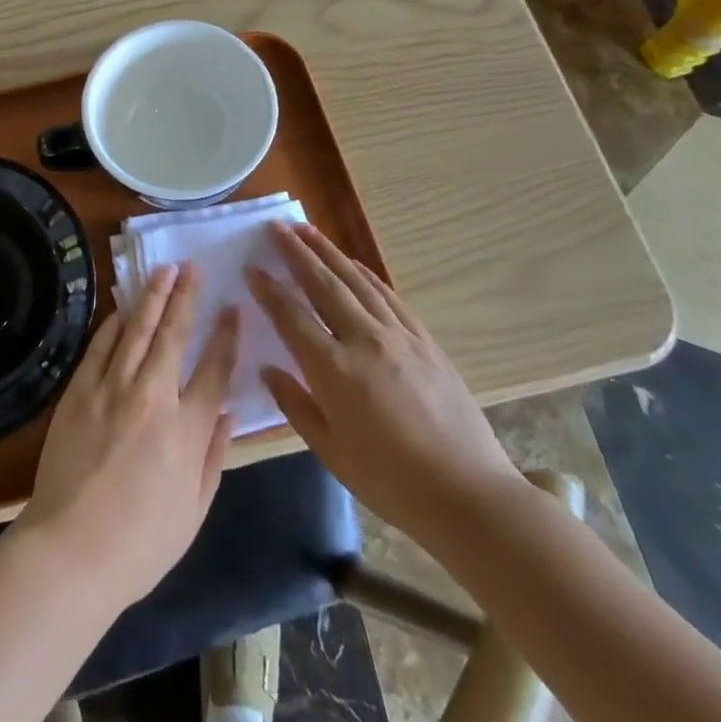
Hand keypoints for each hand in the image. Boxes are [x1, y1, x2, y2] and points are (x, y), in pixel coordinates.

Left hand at [16, 263, 239, 613]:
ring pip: (136, 330)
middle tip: (193, 267)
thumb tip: (228, 413)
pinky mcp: (79, 392)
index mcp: (186, 430)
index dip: (226, 335)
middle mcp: (153, 398)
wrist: (70, 551)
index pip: (214, 370)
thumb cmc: (140, 544)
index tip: (233, 308)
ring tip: (163, 270)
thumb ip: (213, 456)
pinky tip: (124, 308)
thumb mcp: (194, 511)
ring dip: (152, 296)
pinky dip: (114, 323)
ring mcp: (112, 390)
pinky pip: (101, 346)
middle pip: (173, 335)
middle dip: (186, 296)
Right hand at [248, 224, 520, 542]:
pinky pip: (388, 295)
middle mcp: (364, 340)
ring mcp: (399, 335)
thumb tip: (269, 370)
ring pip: (356, 281)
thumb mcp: (331, 452)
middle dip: (297, 252)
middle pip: (324, 284)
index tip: (251, 267)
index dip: (269, 290)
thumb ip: (295, 405)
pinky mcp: (425, 340)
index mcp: (334, 370)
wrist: (468, 494)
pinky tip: (354, 264)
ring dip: (329, 252)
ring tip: (308, 230)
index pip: (291, 317)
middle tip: (276, 227)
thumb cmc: (391, 482)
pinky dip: (366, 274)